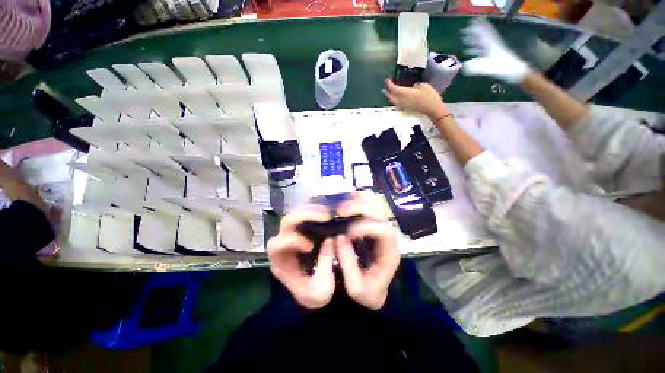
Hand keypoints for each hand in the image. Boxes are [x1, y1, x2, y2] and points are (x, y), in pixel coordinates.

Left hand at [267, 205, 335, 309]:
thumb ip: (325, 265)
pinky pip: (304, 214)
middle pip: (286, 223)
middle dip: (304, 215)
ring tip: (327, 212)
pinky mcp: (302, 230)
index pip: (276, 245)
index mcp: (280, 262)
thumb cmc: (314, 294)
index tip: (310, 246)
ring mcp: (292, 234)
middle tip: (326, 215)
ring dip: (310, 209)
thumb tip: (330, 240)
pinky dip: (313, 209)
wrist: (314, 292)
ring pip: (294, 214)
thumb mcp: (322, 289)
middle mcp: (283, 245)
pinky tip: (325, 209)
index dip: (292, 241)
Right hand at [336, 192, 399, 310]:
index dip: (364, 227)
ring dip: (359, 201)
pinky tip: (346, 204)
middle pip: (381, 212)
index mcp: (389, 252)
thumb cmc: (366, 292)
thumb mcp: (355, 286)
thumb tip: (340, 237)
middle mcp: (389, 237)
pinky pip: (369, 207)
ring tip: (342, 206)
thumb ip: (348, 262)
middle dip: (360, 208)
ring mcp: (382, 229)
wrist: (373, 293)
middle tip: (340, 211)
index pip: (383, 230)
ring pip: (376, 205)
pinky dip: (358, 202)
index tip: (347, 233)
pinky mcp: (374, 226)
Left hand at [383, 79, 447, 118]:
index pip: (394, 89)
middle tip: (386, 85)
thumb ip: (415, 85)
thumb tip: (411, 86)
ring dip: (389, 95)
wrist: (433, 109)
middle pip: (391, 96)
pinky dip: (394, 99)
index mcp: (406, 94)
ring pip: (393, 100)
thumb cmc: (430, 96)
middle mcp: (402, 100)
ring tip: (387, 91)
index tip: (387, 79)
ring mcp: (403, 105)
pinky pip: (397, 103)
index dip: (390, 84)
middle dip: (387, 90)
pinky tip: (395, 97)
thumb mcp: (424, 85)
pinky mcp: (406, 108)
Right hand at [461, 18, 530, 83]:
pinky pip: (483, 51)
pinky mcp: (494, 57)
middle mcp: (492, 46)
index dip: (477, 28)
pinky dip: (477, 50)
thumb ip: (476, 67)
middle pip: (482, 37)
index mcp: (491, 45)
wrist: (516, 72)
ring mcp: (493, 51)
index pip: (483, 34)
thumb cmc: (504, 68)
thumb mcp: (489, 68)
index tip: (470, 24)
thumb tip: (463, 66)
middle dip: (473, 34)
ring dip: (474, 42)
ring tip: (466, 42)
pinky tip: (473, 54)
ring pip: (482, 44)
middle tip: (464, 32)